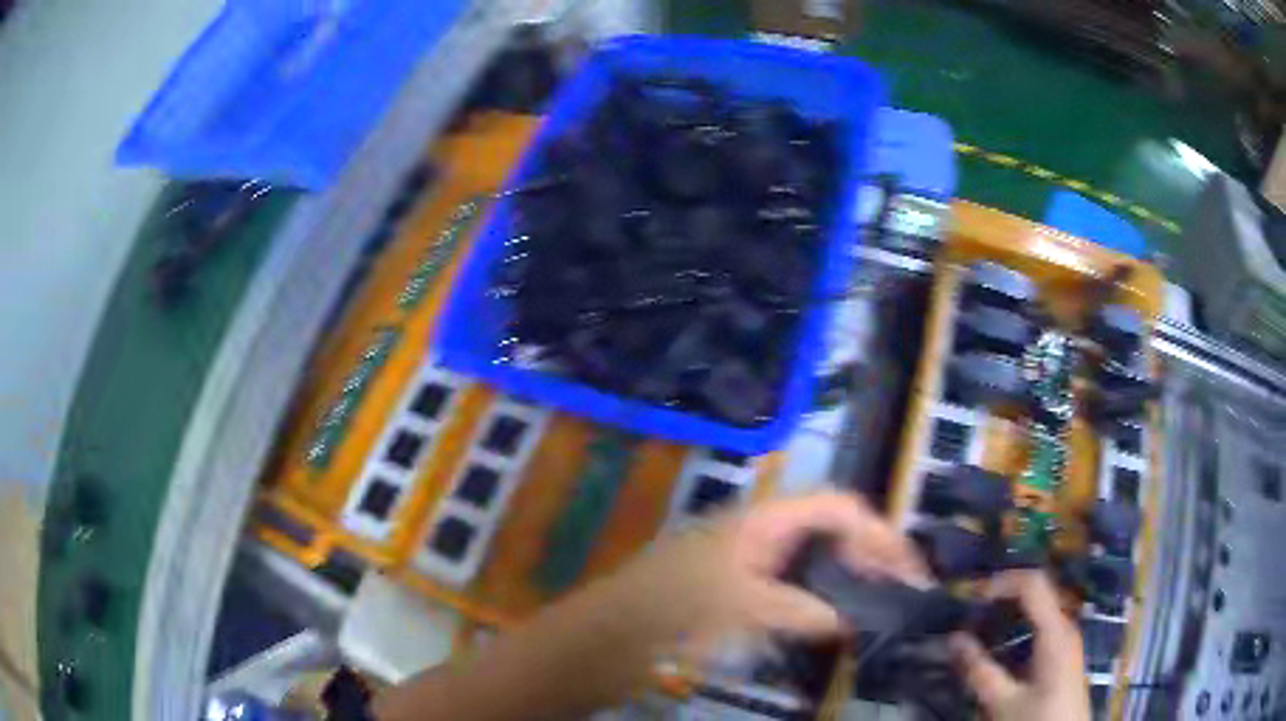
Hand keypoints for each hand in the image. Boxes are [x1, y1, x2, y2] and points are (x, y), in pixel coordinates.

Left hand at [610, 492, 930, 658]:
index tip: (908, 566)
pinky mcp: (741, 588)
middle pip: (832, 530)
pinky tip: (834, 622)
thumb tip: (851, 620)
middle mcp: (762, 531)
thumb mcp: (740, 607)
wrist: (610, 631)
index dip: (878, 531)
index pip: (837, 507)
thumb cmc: (671, 609)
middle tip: (902, 591)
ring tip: (880, 606)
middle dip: (871, 555)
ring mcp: (751, 560)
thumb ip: (800, 611)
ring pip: (816, 559)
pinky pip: (795, 585)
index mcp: (763, 520)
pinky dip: (821, 598)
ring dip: (849, 577)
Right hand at [950, 571, 1089, 720]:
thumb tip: (954, 638)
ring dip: (1010, 611)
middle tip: (972, 610)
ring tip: (982, 625)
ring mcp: (1068, 639)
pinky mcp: (1065, 653)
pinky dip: (1019, 626)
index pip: (1033, 584)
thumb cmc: (1036, 719)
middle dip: (1004, 596)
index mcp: (1055, 632)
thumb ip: (979, 670)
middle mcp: (1066, 627)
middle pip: (1038, 593)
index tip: (972, 596)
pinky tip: (1002, 644)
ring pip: (1040, 610)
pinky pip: (1043, 625)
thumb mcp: (1002, 701)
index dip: (1002, 581)